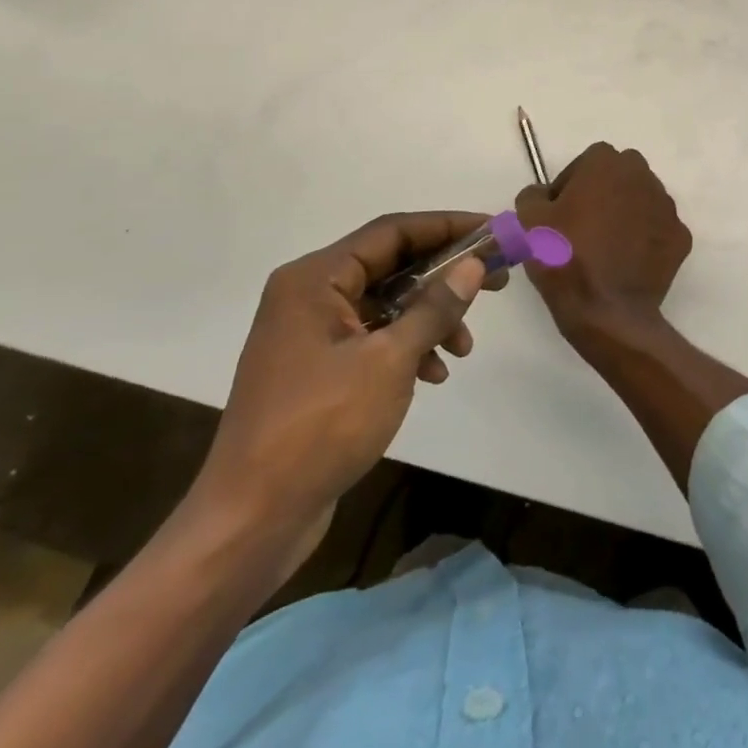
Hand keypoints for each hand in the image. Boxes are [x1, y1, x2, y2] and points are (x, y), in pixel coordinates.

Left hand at [189, 212, 496, 571]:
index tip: (494, 231)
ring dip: (430, 318)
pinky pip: (373, 336)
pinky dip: (408, 346)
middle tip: (496, 281)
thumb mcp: (389, 361)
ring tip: (464, 347)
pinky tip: (434, 373)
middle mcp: (309, 295)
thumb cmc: (319, 428)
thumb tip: (474, 264)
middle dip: (445, 275)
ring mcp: (310, 333)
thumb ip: (435, 308)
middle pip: (391, 264)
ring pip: (386, 303)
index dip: (447, 226)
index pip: (392, 232)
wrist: (251, 521)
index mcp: (315, 279)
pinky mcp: (317, 368)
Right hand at [516, 143, 691, 348]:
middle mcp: (643, 176)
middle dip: (603, 194)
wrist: (605, 310)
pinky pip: (657, 231)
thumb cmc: (564, 257)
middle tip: (582, 227)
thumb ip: (533, 194)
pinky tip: (627, 263)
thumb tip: (544, 195)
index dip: (570, 186)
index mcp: (607, 163)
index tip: (560, 213)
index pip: (586, 163)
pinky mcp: (681, 237)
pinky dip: (645, 241)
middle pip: (619, 178)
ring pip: (642, 202)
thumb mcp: (528, 220)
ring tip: (605, 248)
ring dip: (626, 215)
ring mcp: (667, 207)